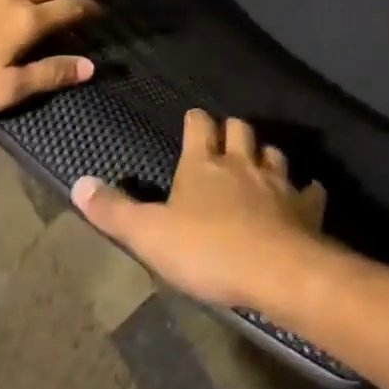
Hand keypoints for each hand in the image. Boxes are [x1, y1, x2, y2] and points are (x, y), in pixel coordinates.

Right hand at [73, 110, 327, 307]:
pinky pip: (309, 190)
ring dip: (265, 156)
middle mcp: (242, 162)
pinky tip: (306, 194)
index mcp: (204, 165)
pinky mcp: (303, 205)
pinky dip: (306, 191)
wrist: (273, 268)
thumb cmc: (206, 250)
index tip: (193, 120)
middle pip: (240, 129)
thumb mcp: (149, 235)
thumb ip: (115, 211)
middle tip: (225, 140)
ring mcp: (277, 180)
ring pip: (273, 153)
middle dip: (232, 130)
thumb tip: (79, 183)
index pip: (199, 126)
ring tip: (259, 165)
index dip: (195, 121)